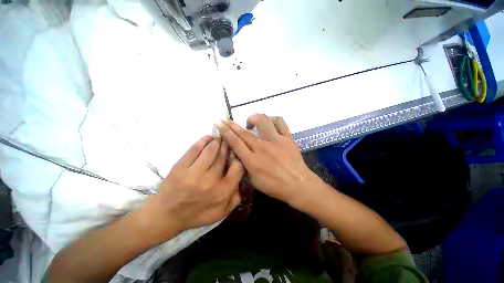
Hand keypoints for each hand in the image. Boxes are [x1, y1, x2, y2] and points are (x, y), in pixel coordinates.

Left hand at [140, 136, 244, 240]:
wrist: (167, 215)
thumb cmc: (197, 213)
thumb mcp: (222, 212)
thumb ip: (236, 197)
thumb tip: (242, 179)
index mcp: (223, 191)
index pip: (237, 167)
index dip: (238, 157)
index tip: (236, 152)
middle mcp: (210, 181)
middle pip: (223, 156)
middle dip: (227, 145)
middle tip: (229, 139)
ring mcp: (193, 174)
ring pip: (210, 150)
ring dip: (217, 141)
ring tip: (220, 136)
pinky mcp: (180, 168)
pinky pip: (194, 150)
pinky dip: (203, 141)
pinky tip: (208, 137)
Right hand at [218, 115, 316, 205]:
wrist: (298, 185)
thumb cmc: (275, 186)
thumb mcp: (254, 181)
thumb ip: (244, 166)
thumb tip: (238, 154)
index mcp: (253, 161)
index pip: (236, 143)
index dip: (226, 133)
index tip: (221, 126)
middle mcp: (263, 148)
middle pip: (244, 132)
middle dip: (232, 125)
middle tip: (225, 120)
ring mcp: (276, 141)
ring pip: (263, 121)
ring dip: (253, 118)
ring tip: (250, 122)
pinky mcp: (287, 138)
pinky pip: (280, 123)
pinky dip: (273, 119)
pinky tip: (269, 123)